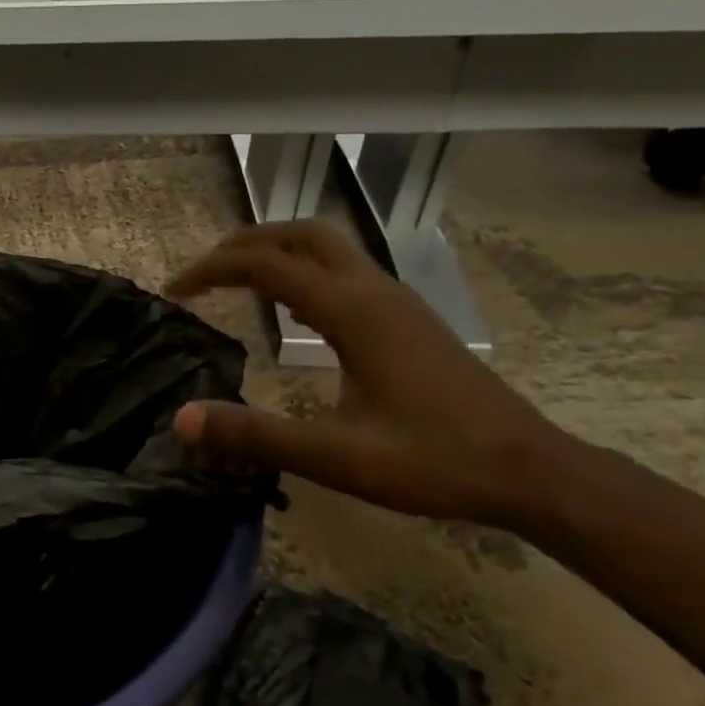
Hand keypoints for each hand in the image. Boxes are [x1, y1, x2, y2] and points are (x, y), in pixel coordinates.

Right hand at [168, 222, 569, 528]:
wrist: (530, 471)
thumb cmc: (434, 461)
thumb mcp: (337, 456)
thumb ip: (257, 436)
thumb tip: (183, 418)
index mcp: (353, 311)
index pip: (267, 264)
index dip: (212, 270)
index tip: (174, 290)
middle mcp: (373, 290)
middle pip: (300, 234)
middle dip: (245, 242)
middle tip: (204, 273)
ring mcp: (395, 300)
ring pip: (326, 247)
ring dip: (275, 251)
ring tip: (235, 281)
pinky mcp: (406, 317)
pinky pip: (343, 271)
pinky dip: (302, 271)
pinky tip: (292, 310)